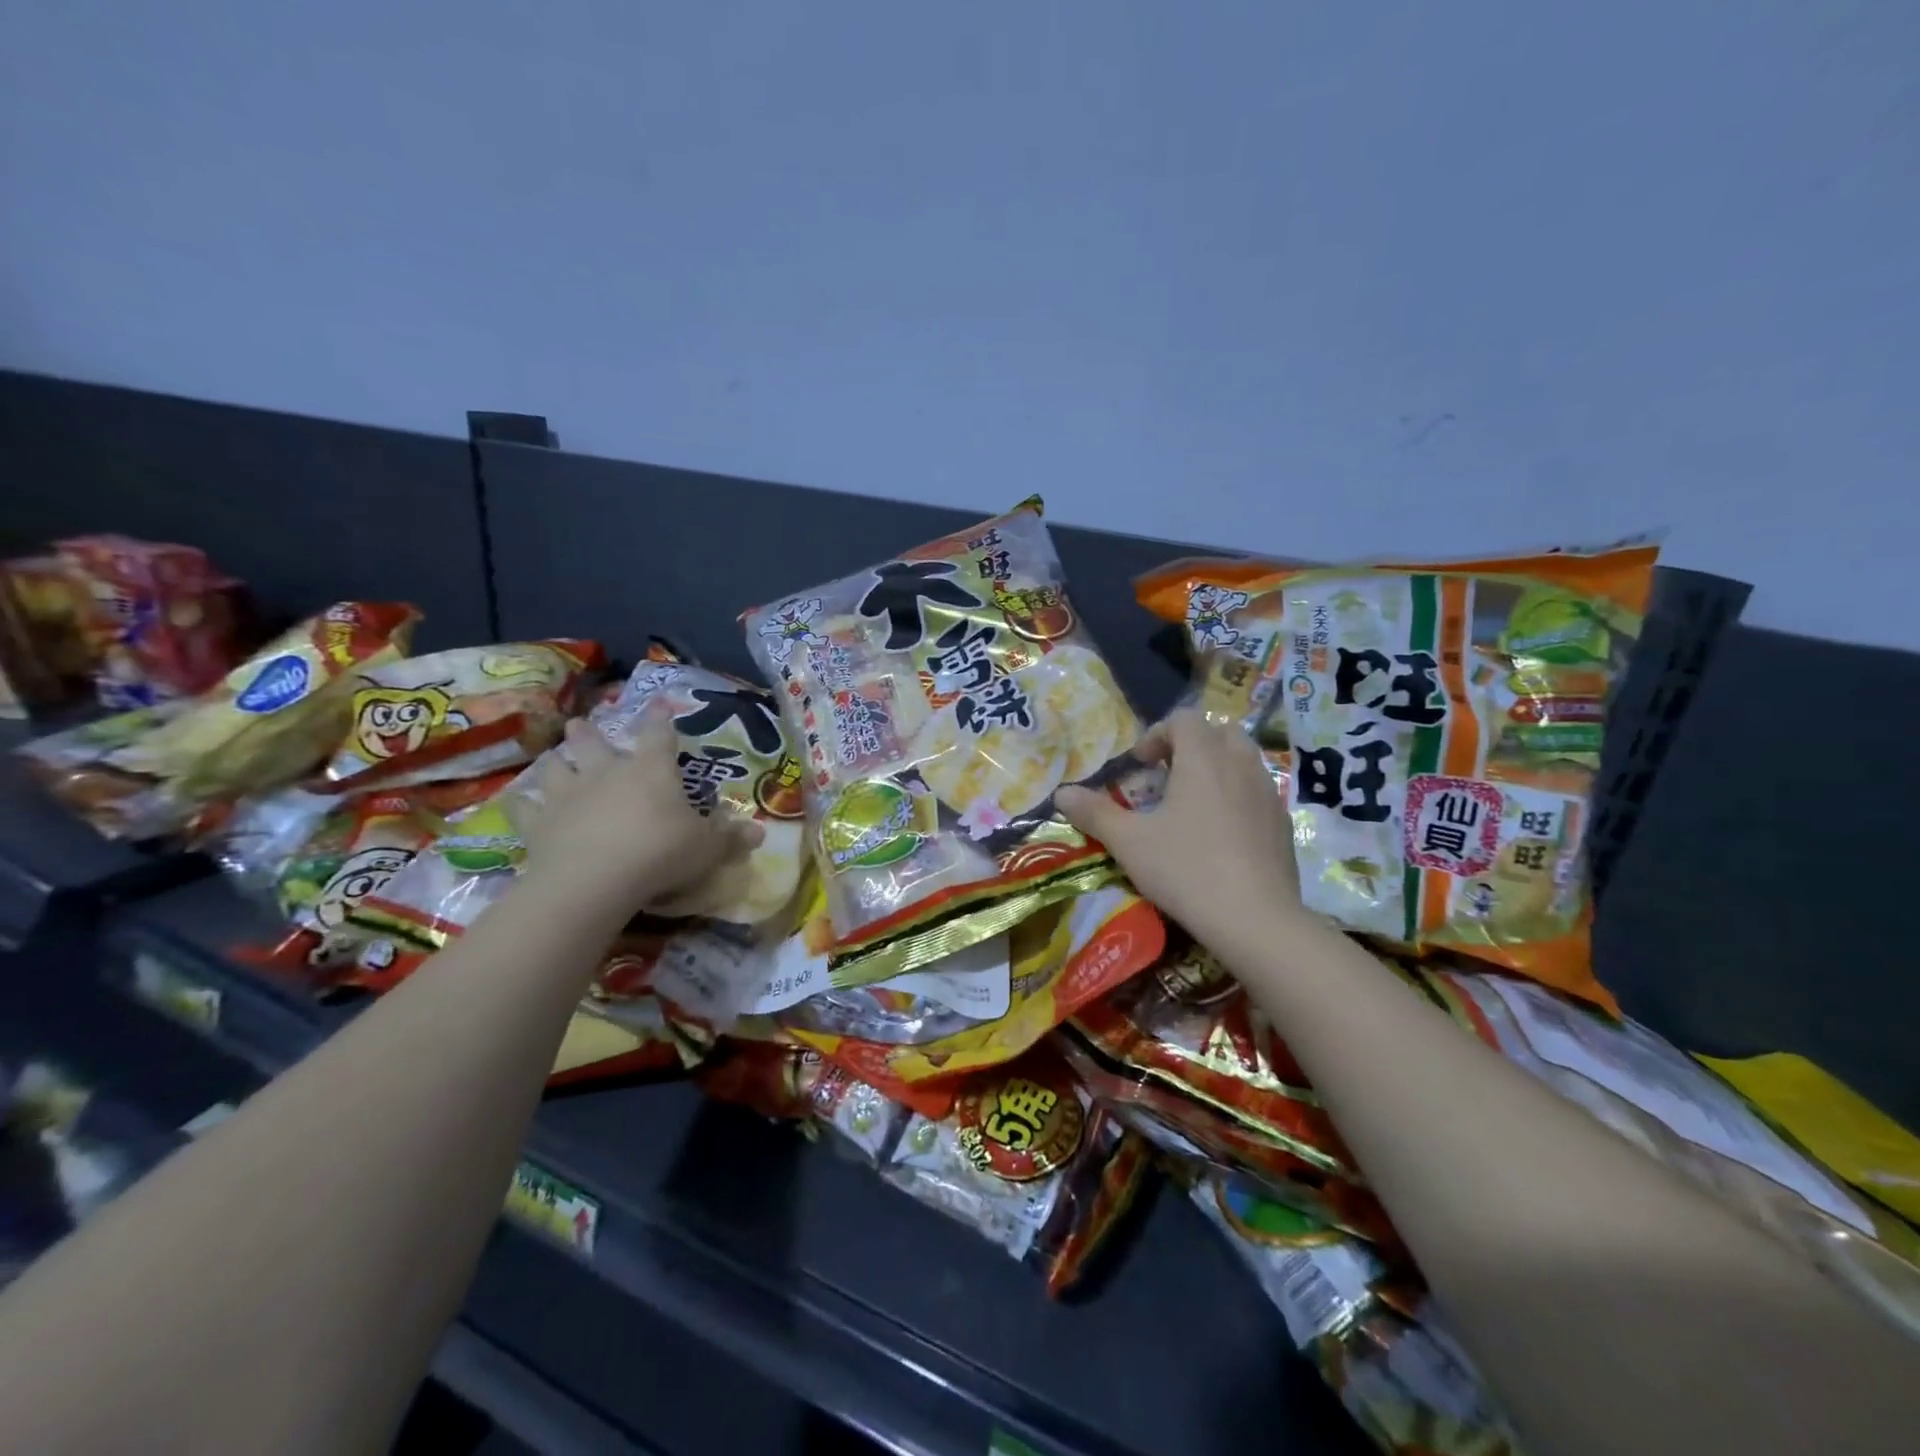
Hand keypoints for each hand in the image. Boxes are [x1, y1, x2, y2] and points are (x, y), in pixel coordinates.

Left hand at [519, 713, 762, 918]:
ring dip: (555, 763)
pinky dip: (524, 806)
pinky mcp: (538, 824)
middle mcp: (607, 772)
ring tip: (554, 760)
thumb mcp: (706, 847)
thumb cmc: (660, 852)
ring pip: (555, 768)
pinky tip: (521, 805)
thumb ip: (730, 838)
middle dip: (588, 732)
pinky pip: (526, 809)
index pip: (659, 734)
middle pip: (593, 742)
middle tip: (580, 723)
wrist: (595, 879)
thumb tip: (760, 832)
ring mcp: (568, 795)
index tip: (659, 704)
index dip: (660, 717)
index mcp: (651, 769)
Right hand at [1057, 709, 1307, 942]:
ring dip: (1217, 768)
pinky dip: (1238, 797)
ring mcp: (1267, 793)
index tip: (1140, 764)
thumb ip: (1094, 813)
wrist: (1256, 919)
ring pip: (1244, 759)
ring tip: (1193, 803)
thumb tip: (1061, 794)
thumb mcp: (1129, 842)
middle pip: (1220, 731)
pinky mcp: (1283, 823)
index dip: (1158, 733)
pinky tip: (1222, 835)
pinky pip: (1258, 792)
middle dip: (1192, 745)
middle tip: (1168, 776)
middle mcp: (1240, 765)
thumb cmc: (1186, 869)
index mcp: (1203, 758)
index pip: (1184, 719)